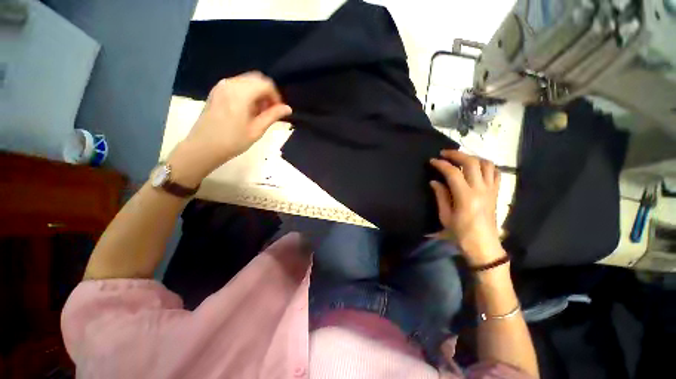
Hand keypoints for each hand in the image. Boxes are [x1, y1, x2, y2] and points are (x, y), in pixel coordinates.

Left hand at [169, 72, 291, 184]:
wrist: (203, 147)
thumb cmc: (232, 141)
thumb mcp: (256, 130)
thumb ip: (272, 116)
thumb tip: (288, 108)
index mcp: (241, 93)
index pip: (266, 84)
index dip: (276, 96)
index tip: (278, 111)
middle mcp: (230, 84)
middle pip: (256, 79)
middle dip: (267, 93)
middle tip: (270, 111)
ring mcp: (221, 86)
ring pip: (247, 81)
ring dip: (258, 93)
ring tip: (259, 113)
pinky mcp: (217, 91)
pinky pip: (238, 85)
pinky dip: (247, 93)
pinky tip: (248, 110)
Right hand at [429, 150, 502, 264]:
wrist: (483, 246)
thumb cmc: (461, 234)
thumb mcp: (445, 216)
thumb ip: (441, 196)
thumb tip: (434, 181)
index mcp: (465, 197)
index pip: (453, 173)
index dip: (441, 164)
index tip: (432, 161)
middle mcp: (481, 190)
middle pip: (471, 163)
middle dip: (457, 154)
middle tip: (444, 153)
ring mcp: (491, 190)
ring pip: (486, 164)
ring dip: (472, 157)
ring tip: (460, 158)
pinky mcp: (496, 193)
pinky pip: (495, 173)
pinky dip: (486, 165)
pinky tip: (477, 167)